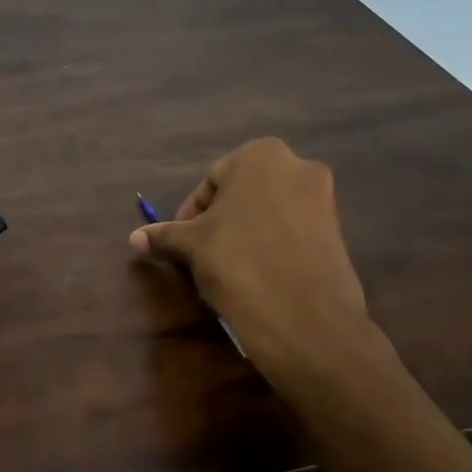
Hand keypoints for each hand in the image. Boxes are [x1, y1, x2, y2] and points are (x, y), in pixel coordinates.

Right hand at [130, 138, 381, 379]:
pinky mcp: (337, 232)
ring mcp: (323, 199)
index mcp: (260, 155)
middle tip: (200, 254)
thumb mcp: (191, 246)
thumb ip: (164, 235)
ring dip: (243, 234)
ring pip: (267, 212)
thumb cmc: (237, 262)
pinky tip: (256, 275)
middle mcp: (298, 166)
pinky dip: (271, 246)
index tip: (180, 243)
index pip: (210, 181)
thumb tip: (134, 238)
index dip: (189, 214)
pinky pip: (291, 232)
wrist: (303, 317)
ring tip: (226, 268)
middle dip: (218, 222)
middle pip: (241, 194)